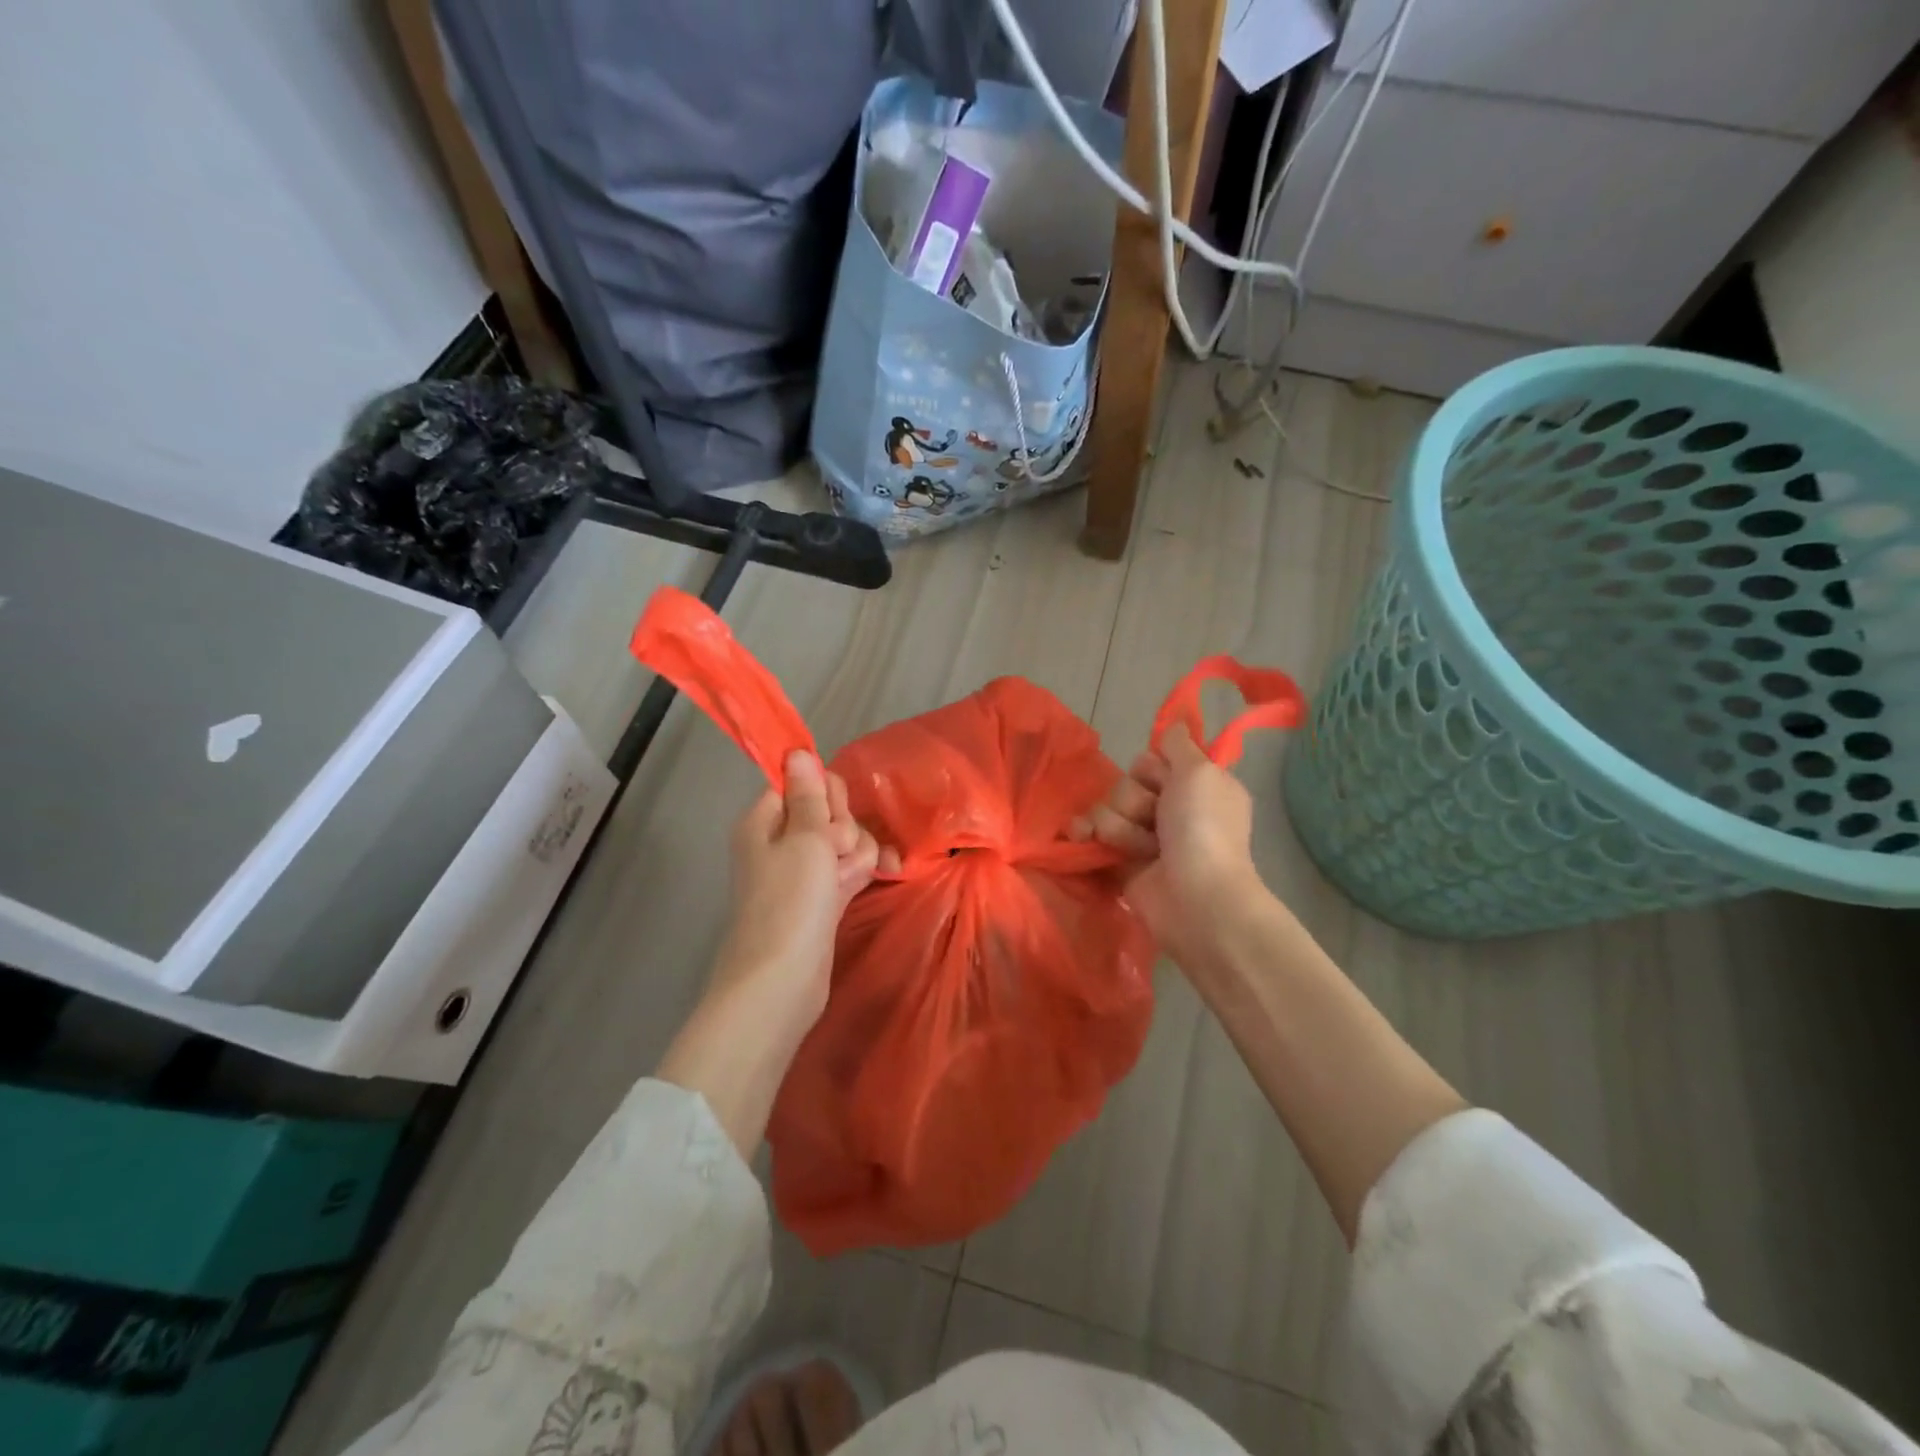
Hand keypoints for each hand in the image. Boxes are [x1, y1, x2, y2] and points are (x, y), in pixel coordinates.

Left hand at [710, 751, 896, 1030]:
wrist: (782, 980)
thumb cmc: (789, 900)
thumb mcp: (804, 838)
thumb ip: (809, 794)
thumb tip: (797, 751)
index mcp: (765, 820)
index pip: (801, 783)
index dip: (823, 795)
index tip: (829, 816)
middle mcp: (782, 840)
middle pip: (828, 811)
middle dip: (844, 826)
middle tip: (834, 853)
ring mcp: (804, 871)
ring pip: (846, 840)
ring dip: (856, 853)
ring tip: (847, 879)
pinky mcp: (824, 896)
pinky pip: (849, 867)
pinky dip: (863, 869)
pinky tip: (888, 874)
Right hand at [1073, 724, 1263, 967]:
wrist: (1195, 898)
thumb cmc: (1203, 829)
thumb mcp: (1200, 771)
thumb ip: (1179, 744)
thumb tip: (1171, 727)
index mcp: (1195, 786)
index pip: (1152, 760)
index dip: (1153, 770)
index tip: (1167, 783)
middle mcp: (1170, 809)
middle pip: (1126, 783)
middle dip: (1134, 800)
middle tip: (1156, 821)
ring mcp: (1143, 837)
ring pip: (1106, 808)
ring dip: (1119, 825)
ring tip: (1140, 849)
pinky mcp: (1119, 861)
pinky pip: (1090, 833)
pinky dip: (1085, 834)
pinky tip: (1084, 837)